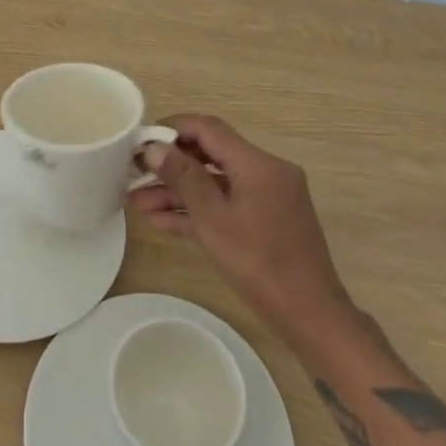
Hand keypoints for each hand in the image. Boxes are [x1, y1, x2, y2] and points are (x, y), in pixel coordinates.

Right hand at [131, 115, 352, 342]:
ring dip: (179, 192)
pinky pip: (227, 205)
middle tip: (134, 173)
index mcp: (258, 163)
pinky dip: (199, 210)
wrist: (310, 315)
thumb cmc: (260, 263)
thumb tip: (155, 148)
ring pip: (216, 184)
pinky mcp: (266, 221)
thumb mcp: (213, 219)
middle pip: (211, 155)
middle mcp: (265, 172)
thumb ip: (184, 178)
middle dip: (171, 165)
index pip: (208, 129)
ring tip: (138, 203)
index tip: (140, 141)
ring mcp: (267, 198)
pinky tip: (162, 221)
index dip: (172, 129)